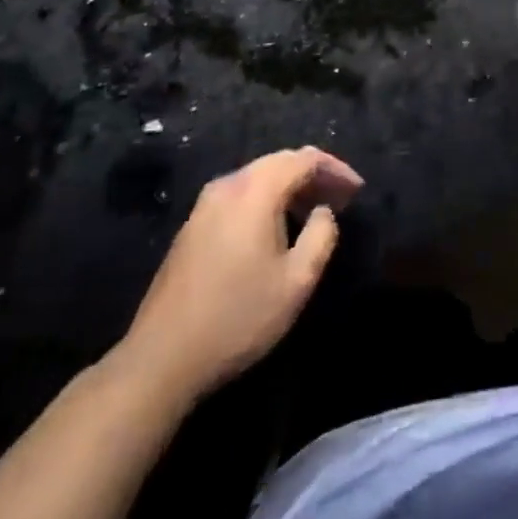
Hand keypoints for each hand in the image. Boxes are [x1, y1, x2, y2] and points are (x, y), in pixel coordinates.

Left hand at [110, 147, 362, 406]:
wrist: (160, 359)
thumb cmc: (238, 317)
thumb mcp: (297, 280)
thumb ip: (322, 234)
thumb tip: (323, 212)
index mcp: (255, 190)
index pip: (305, 158)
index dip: (336, 169)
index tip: (357, 190)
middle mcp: (228, 185)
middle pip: (280, 162)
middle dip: (314, 175)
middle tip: (340, 198)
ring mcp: (204, 205)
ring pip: (258, 177)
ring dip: (290, 187)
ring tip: (314, 211)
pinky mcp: (191, 227)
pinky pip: (239, 195)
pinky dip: (266, 199)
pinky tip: (276, 227)